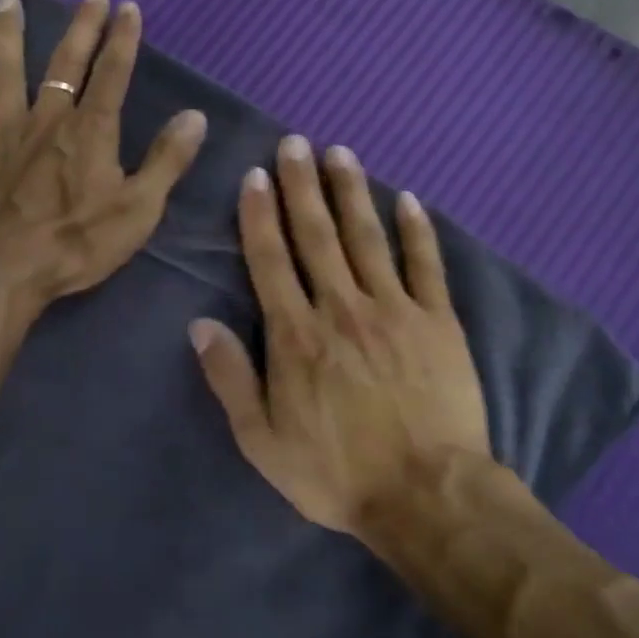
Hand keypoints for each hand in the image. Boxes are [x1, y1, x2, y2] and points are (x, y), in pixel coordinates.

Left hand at [0, 0, 207, 316]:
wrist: (1, 270)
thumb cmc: (76, 243)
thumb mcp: (138, 210)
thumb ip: (167, 161)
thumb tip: (196, 116)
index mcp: (90, 131)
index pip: (112, 74)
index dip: (123, 40)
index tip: (128, 7)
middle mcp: (47, 118)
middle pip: (65, 62)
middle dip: (81, 26)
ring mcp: (3, 131)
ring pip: (6, 71)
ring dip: (9, 34)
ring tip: (8, 0)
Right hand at [190, 137, 492, 537]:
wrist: (426, 494)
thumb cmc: (336, 472)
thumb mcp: (262, 440)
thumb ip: (230, 378)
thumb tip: (200, 324)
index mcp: (296, 335)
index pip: (271, 260)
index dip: (260, 216)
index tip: (256, 176)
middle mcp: (341, 307)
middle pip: (317, 235)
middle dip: (302, 185)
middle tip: (295, 143)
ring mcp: (394, 309)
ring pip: (367, 237)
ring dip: (351, 192)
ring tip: (340, 153)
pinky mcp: (438, 321)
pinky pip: (425, 264)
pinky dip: (416, 229)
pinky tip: (407, 199)